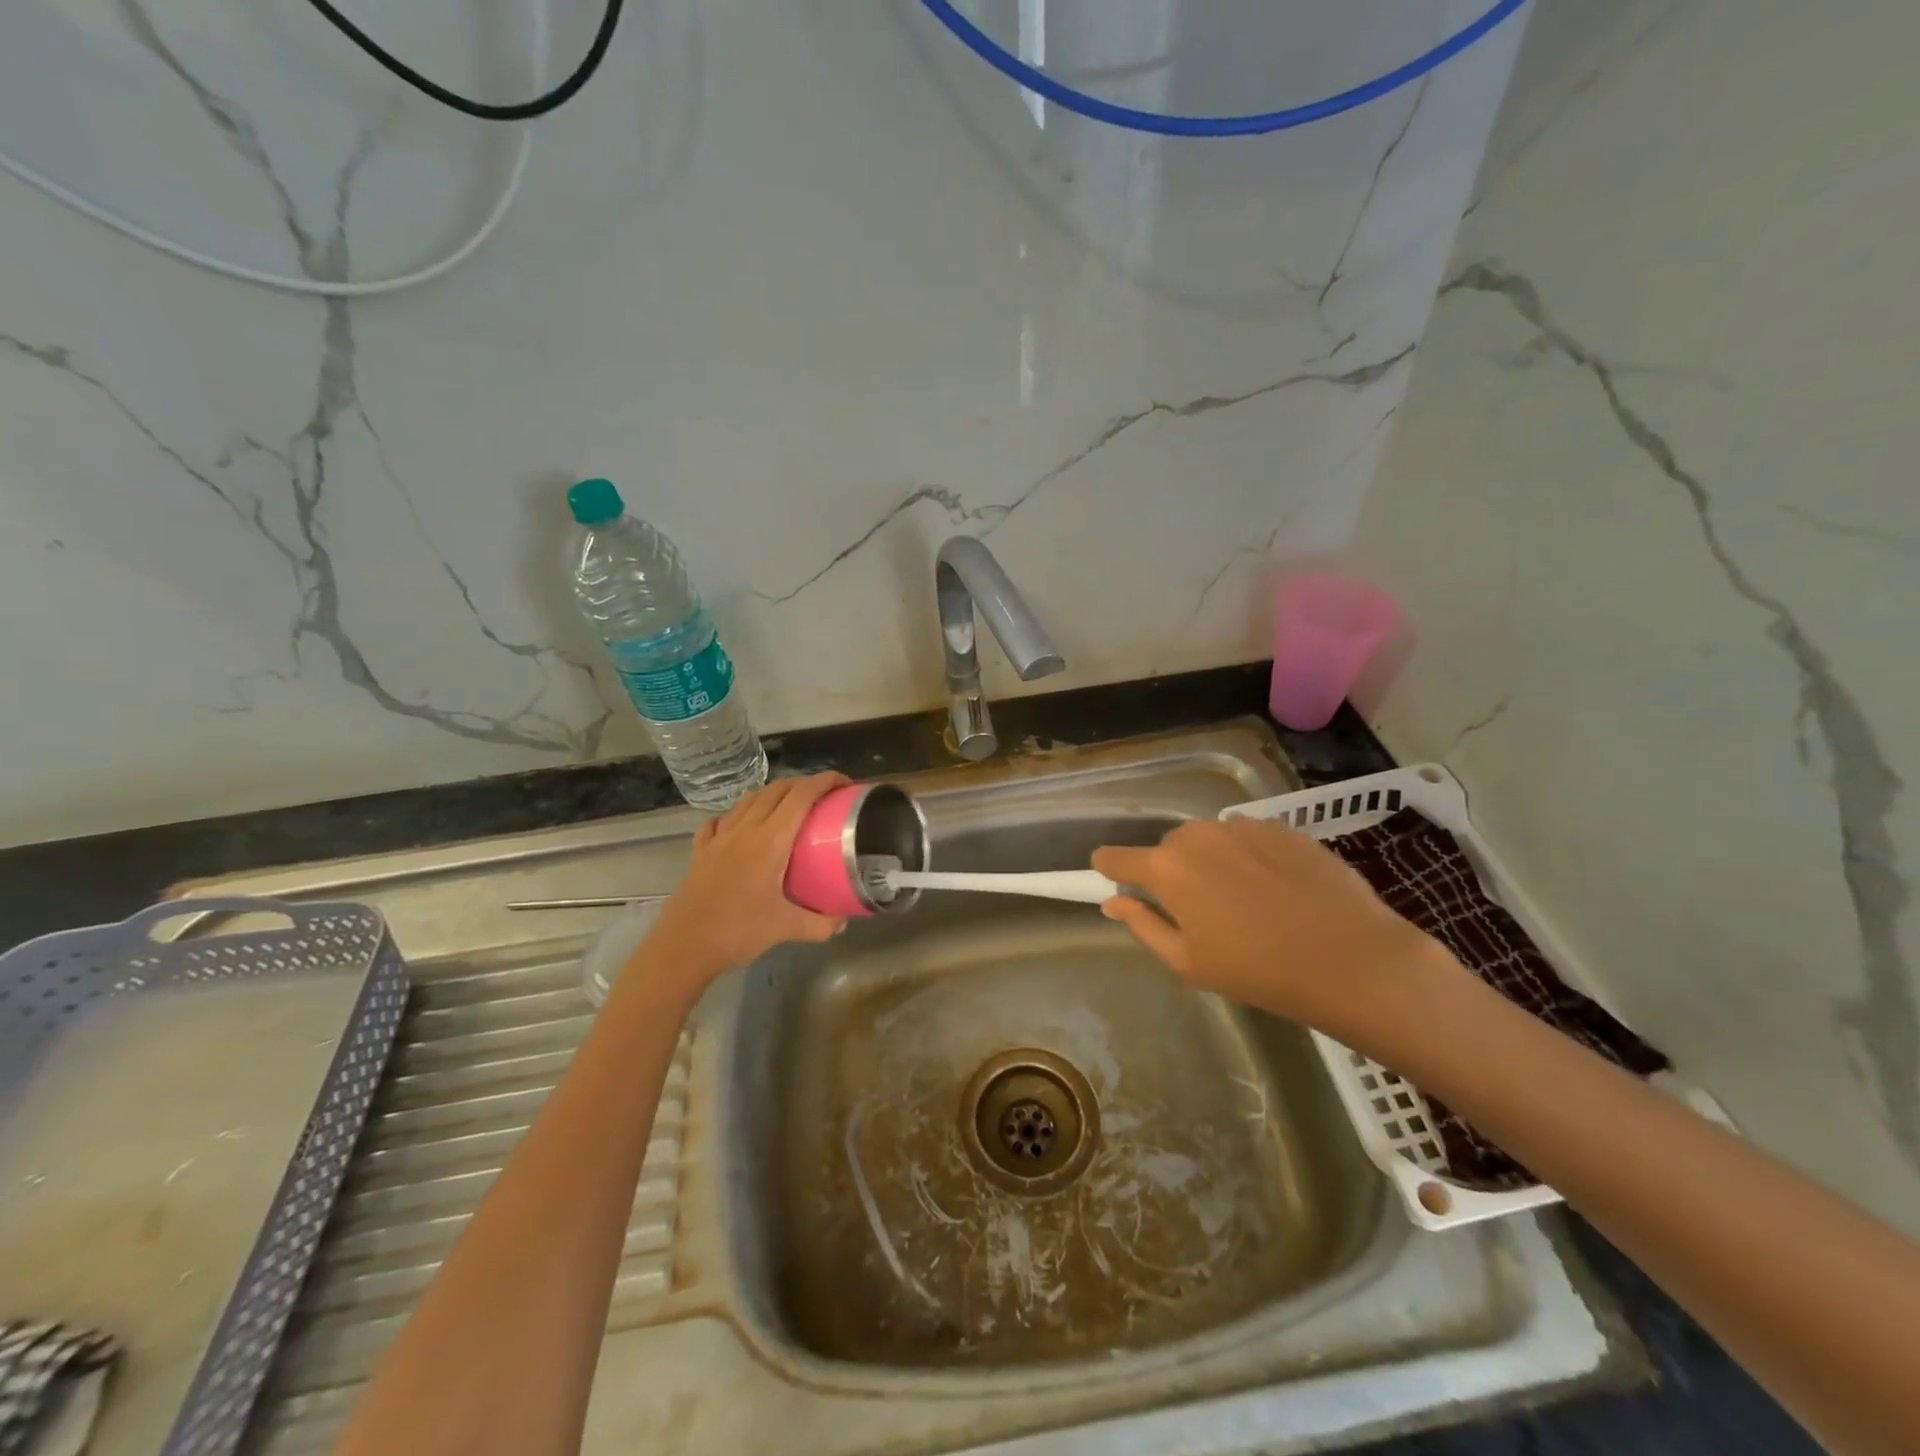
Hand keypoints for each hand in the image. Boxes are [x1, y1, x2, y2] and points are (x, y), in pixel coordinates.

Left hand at [640, 774, 852, 992]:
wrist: (684, 947)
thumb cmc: (738, 931)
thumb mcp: (787, 928)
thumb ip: (820, 924)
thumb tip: (843, 921)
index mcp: (770, 840)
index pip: (801, 796)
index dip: (825, 781)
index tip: (845, 784)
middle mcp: (745, 830)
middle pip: (777, 789)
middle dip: (803, 785)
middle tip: (823, 800)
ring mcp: (719, 838)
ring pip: (749, 799)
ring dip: (773, 795)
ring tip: (788, 810)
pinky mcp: (701, 852)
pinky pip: (720, 821)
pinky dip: (736, 816)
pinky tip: (740, 829)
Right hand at [1092, 818, 1465, 1051]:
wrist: (1350, 958)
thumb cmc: (1258, 970)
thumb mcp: (1188, 962)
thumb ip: (1143, 925)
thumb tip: (1113, 902)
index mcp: (1166, 868)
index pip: (1116, 857)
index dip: (1110, 868)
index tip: (1111, 878)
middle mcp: (1196, 835)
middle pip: (1167, 848)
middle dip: (1172, 873)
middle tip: (1199, 911)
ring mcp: (1241, 826)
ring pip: (1209, 841)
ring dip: (1212, 862)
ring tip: (1244, 901)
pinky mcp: (1281, 827)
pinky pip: (1248, 838)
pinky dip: (1250, 858)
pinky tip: (1278, 890)